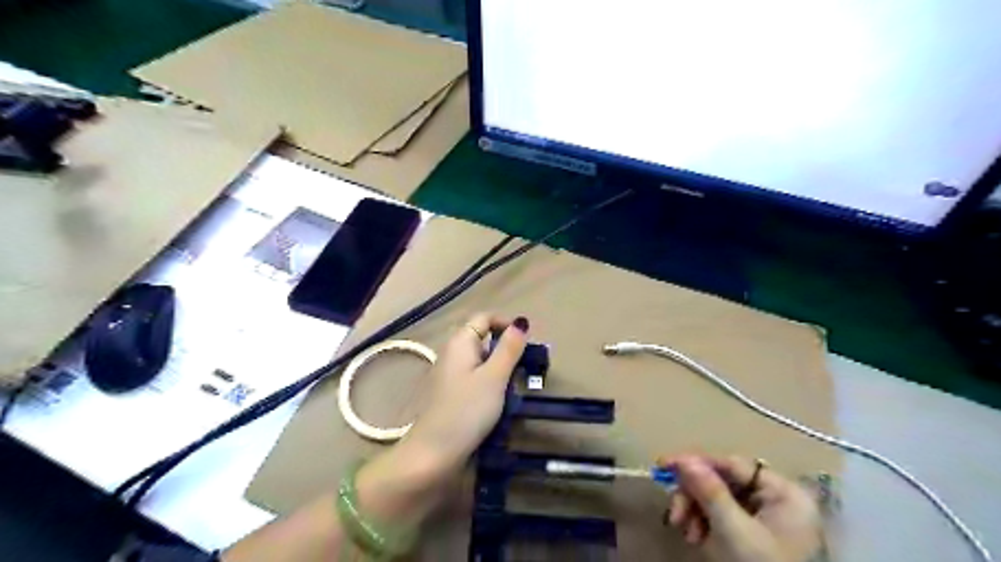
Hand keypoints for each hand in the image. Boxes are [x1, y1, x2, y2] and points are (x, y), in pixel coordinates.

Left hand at [406, 315, 531, 471]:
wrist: (433, 454)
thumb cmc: (467, 410)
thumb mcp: (495, 377)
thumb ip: (509, 348)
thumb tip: (521, 322)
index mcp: (460, 342)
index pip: (484, 318)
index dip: (506, 324)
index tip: (526, 342)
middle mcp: (453, 354)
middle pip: (483, 339)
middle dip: (506, 350)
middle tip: (526, 368)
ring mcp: (450, 376)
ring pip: (482, 362)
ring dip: (501, 370)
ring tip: (516, 388)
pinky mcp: (452, 396)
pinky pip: (476, 380)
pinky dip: (491, 385)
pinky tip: (500, 403)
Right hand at [659, 454, 820, 561]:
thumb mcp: (733, 531)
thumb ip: (709, 491)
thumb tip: (685, 460)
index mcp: (783, 493)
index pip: (731, 464)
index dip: (696, 462)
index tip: (665, 465)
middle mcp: (777, 500)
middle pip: (722, 482)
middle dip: (693, 497)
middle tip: (674, 514)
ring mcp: (767, 519)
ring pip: (718, 499)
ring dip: (695, 513)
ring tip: (686, 534)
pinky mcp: (756, 536)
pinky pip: (722, 517)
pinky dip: (704, 524)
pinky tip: (695, 539)